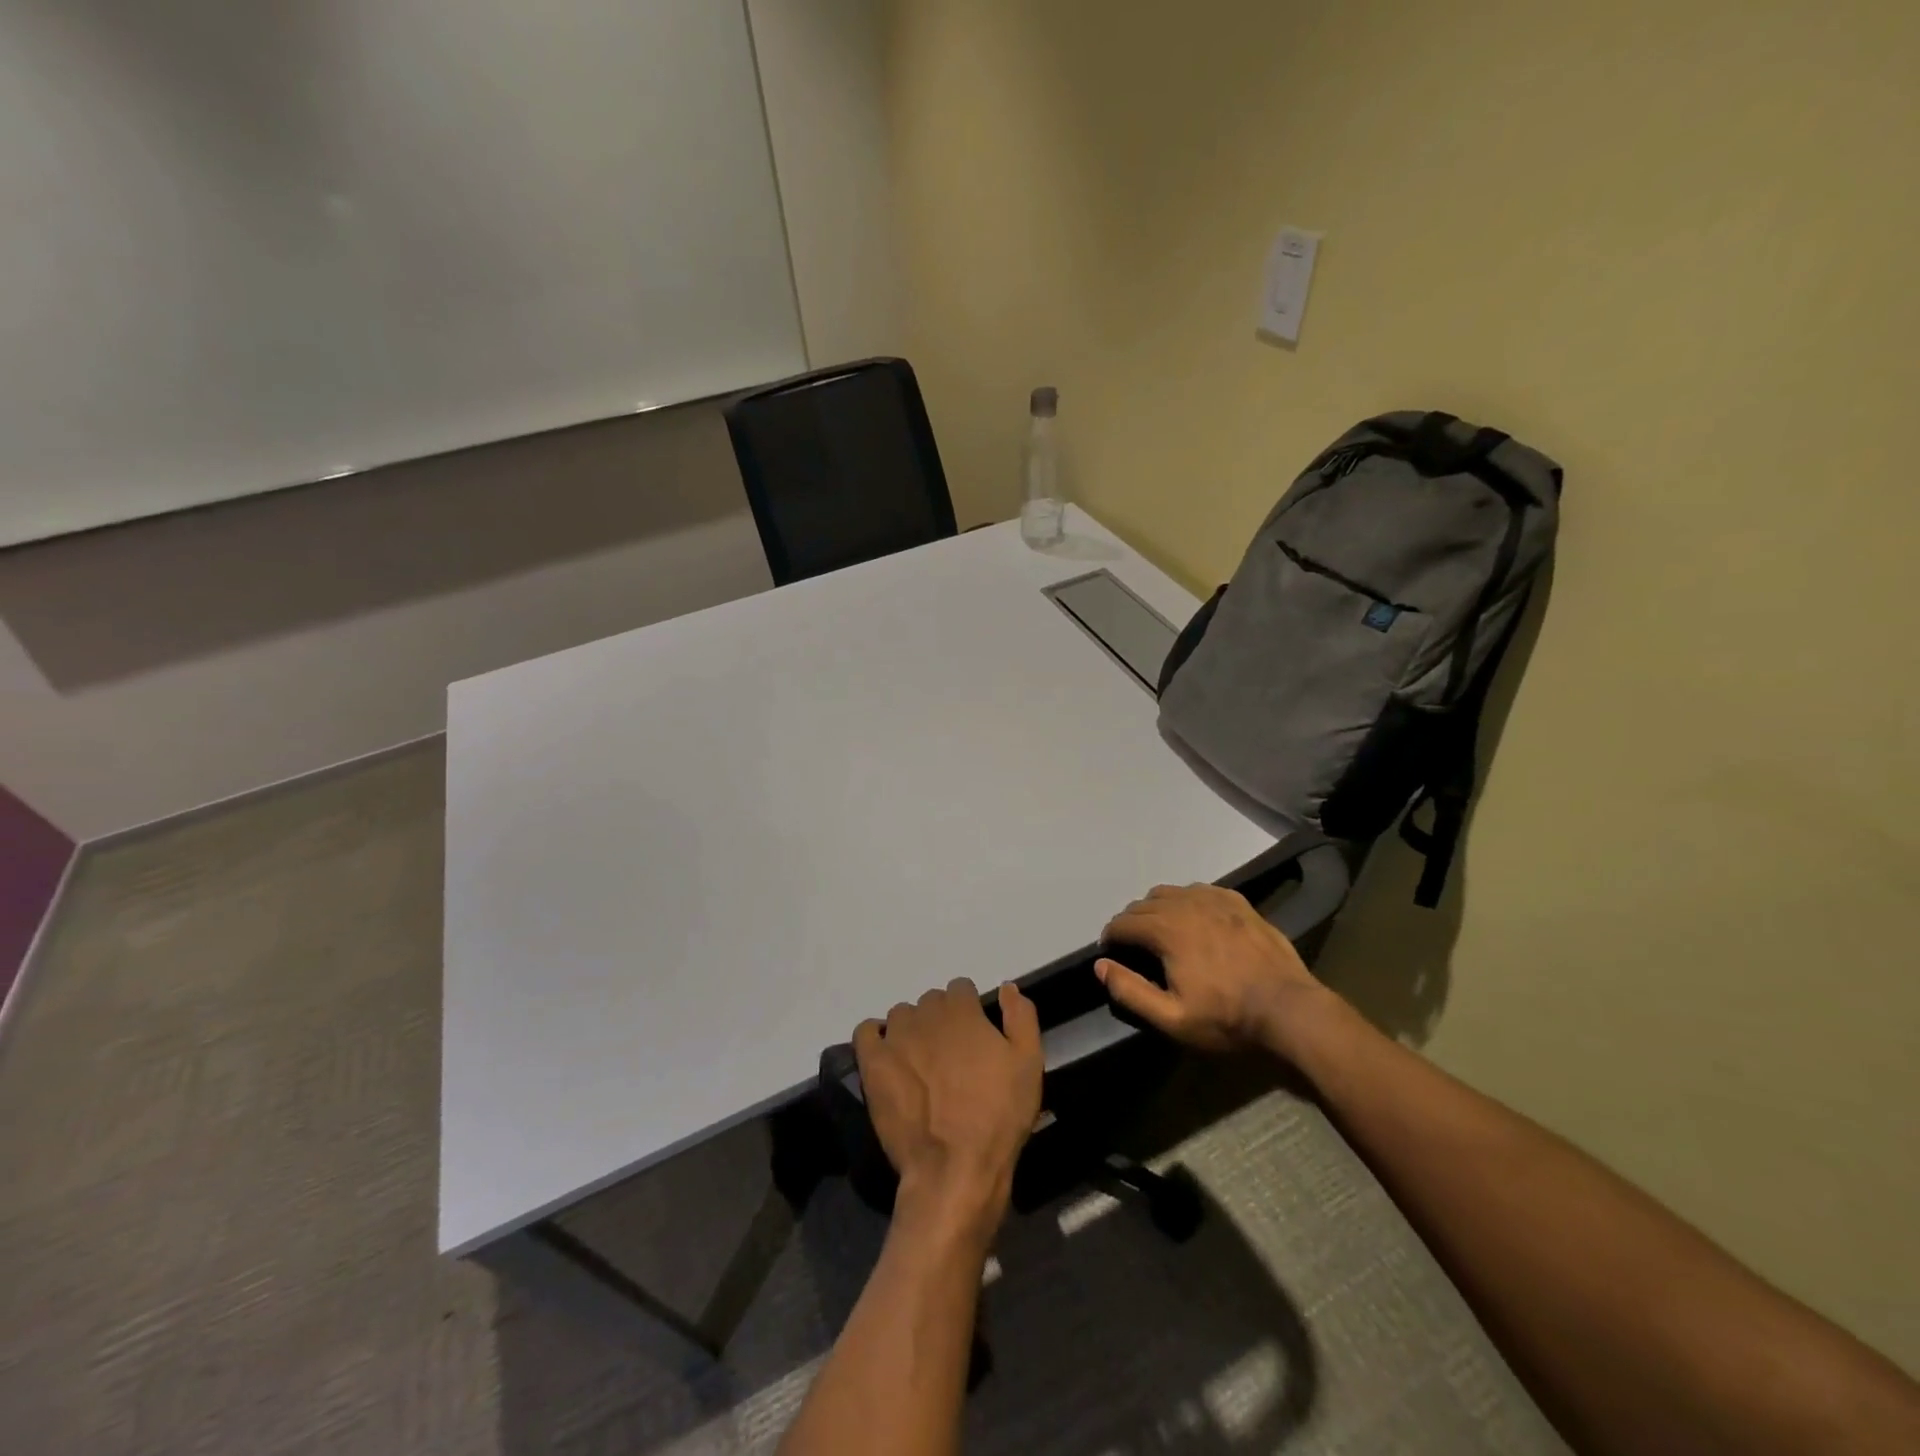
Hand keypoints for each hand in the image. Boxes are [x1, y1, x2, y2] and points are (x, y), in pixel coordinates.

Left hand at [853, 980, 1042, 1245]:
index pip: (960, 988)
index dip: (969, 1009)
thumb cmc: (998, 1115)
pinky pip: (866, 1032)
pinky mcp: (873, 1064)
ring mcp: (896, 1038)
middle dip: (941, 1019)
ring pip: (901, 1016)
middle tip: (951, 1055)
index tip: (974, 1035)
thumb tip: (1007, 987)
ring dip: (911, 1029)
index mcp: (962, 1011)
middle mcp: (926, 1016)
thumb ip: (1021, 1017)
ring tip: (921, 1061)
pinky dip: (875, 1037)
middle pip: (931, 1002)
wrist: (955, 1166)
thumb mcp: (1028, 1063)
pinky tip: (888, 1056)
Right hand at [1097, 884, 1324, 1056]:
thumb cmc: (1227, 1018)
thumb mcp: (1172, 1018)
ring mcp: (1214, 899)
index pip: (1122, 923)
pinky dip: (1187, 901)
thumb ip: (1130, 991)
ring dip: (1157, 909)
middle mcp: (1185, 904)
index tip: (1111, 954)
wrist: (1290, 1010)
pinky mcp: (1238, 902)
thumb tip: (1100, 965)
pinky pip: (1199, 890)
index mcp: (1165, 929)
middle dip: (1131, 923)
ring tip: (1162, 931)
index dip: (1110, 938)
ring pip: (1170, 892)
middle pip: (1143, 904)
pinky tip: (1195, 919)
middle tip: (1134, 947)